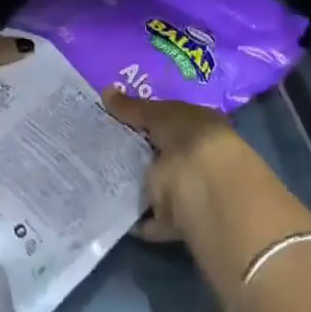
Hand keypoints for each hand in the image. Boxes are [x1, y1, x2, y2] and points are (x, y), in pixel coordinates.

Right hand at [100, 88, 274, 243]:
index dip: (146, 116)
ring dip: (137, 183)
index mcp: (201, 126)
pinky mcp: (180, 220)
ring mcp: (191, 191)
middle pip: (164, 152)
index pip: (172, 118)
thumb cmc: (189, 139)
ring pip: (158, 185)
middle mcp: (199, 157)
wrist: (208, 191)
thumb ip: (133, 107)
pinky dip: (137, 217)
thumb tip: (106, 90)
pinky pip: (153, 218)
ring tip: (101, 176)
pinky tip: (113, 209)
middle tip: (102, 145)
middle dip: (138, 151)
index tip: (116, 118)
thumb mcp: (159, 116)